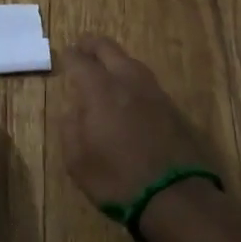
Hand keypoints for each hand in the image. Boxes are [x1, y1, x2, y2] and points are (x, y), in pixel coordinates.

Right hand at [55, 35, 215, 206]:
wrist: (175, 196)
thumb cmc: (117, 179)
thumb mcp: (78, 160)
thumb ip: (70, 127)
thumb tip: (72, 110)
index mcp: (100, 89)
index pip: (80, 60)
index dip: (70, 56)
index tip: (64, 55)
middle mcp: (127, 80)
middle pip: (108, 48)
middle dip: (92, 45)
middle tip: (82, 48)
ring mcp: (153, 91)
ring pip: (130, 61)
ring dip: (115, 60)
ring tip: (105, 69)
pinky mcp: (171, 106)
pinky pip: (145, 81)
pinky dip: (131, 79)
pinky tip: (129, 93)